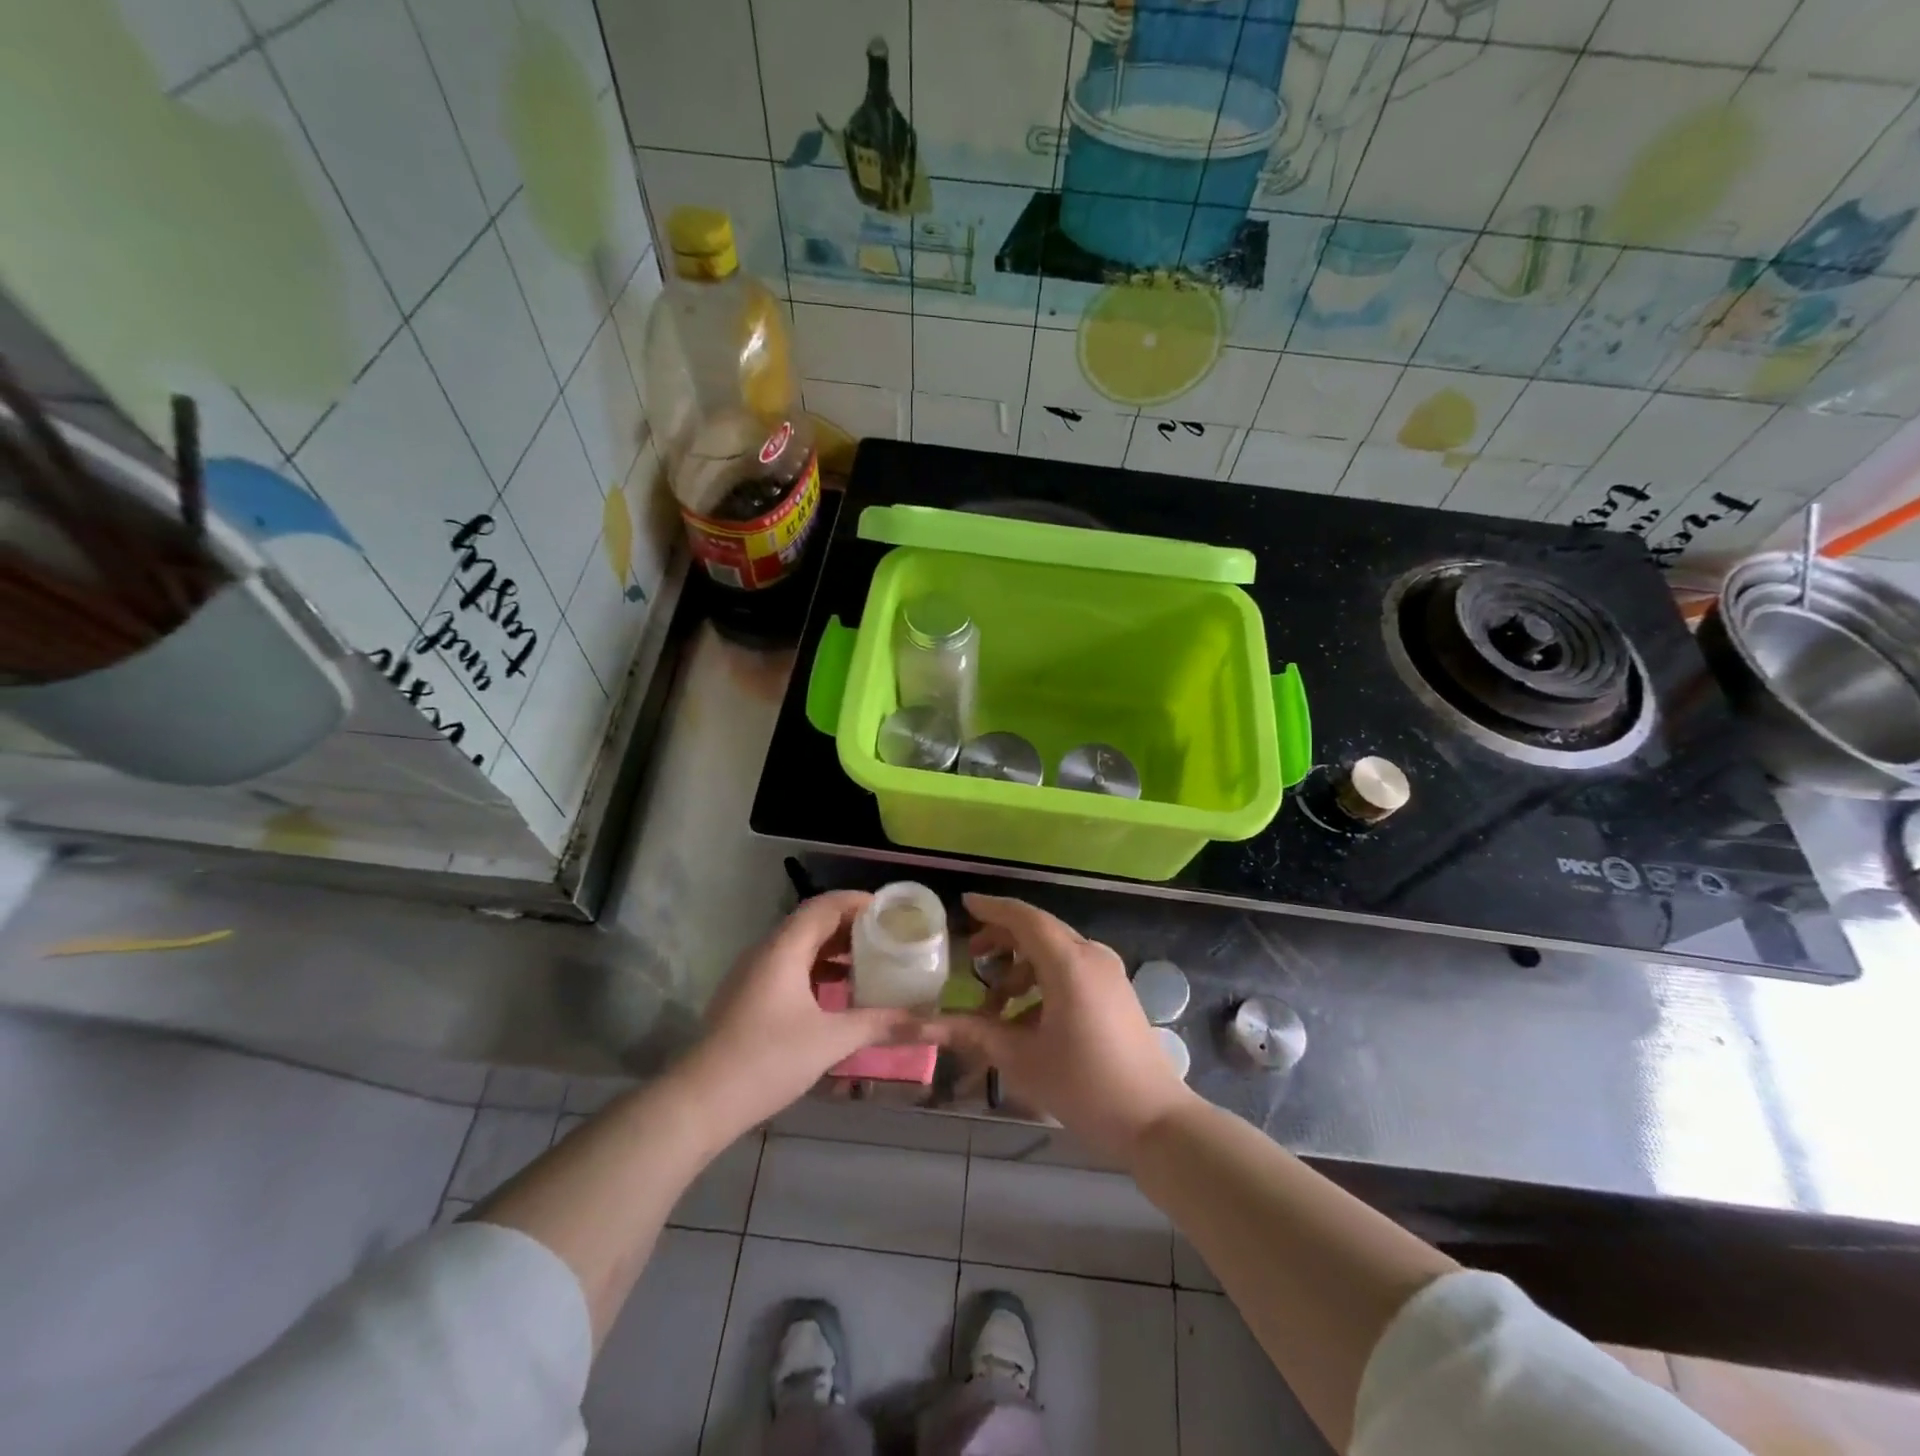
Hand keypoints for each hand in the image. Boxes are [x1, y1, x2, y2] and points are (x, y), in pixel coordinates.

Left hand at [681, 891, 919, 1140]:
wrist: (700, 1101)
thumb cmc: (767, 1059)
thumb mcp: (831, 1040)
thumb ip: (881, 1025)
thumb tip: (931, 1024)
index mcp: (784, 948)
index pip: (825, 906)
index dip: (858, 902)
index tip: (890, 911)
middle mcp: (766, 952)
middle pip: (813, 923)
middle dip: (851, 926)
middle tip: (888, 936)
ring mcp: (753, 975)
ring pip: (800, 947)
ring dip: (834, 949)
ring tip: (870, 962)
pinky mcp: (748, 998)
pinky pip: (789, 968)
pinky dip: (817, 971)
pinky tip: (838, 994)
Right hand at [921, 894, 1196, 1164]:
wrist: (1155, 1122)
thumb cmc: (1084, 1086)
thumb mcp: (1021, 1059)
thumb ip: (972, 1033)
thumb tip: (922, 1025)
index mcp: (1069, 963)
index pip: (1024, 918)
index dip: (992, 908)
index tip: (965, 903)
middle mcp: (1091, 956)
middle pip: (1040, 931)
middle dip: (1002, 939)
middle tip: (971, 955)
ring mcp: (1108, 974)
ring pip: (1055, 953)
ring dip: (1021, 967)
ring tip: (994, 1002)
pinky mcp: (1116, 993)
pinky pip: (1072, 971)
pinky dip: (1043, 982)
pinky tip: (1024, 1020)